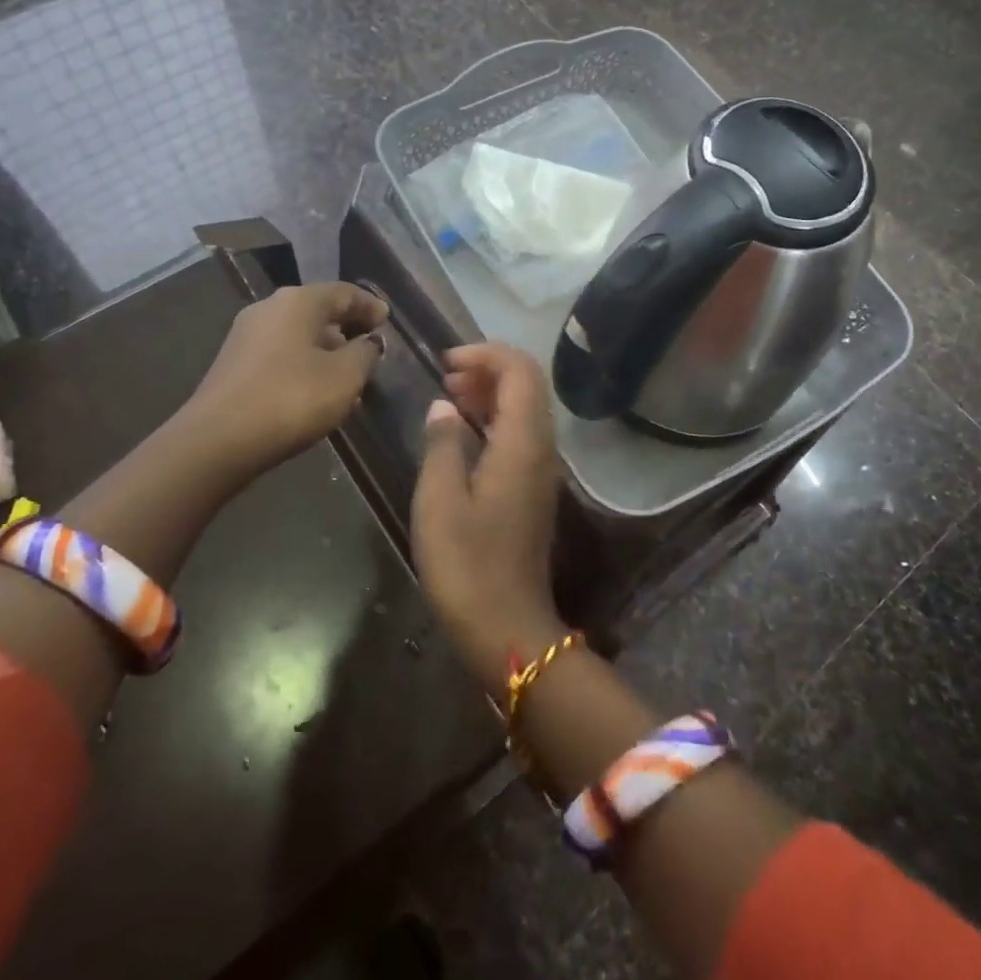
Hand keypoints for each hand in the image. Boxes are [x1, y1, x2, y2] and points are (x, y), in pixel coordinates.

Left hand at [178, 282, 387, 487]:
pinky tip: (315, 390)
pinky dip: (304, 364)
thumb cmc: (291, 398)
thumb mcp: (345, 377)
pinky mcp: (234, 365)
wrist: (217, 441)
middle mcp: (269, 308)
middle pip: (318, 311)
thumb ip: (365, 353)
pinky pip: (280, 355)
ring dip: (326, 351)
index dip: (369, 305)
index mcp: (298, 301)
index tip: (387, 321)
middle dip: (347, 328)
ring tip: (347, 377)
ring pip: (298, 335)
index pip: (343, 292)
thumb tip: (369, 342)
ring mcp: (246, 336)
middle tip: (370, 349)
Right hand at [411, 344, 565, 696]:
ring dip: (491, 392)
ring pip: (525, 408)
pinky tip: (464, 431)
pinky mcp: (533, 488)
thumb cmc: (467, 565)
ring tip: (449, 395)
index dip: (486, 353)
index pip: (520, 370)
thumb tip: (443, 407)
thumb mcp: (439, 501)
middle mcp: (541, 448)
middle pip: (528, 384)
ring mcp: (541, 469)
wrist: (507, 626)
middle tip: (445, 376)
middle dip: (488, 368)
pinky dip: (495, 417)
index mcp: (522, 443)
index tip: (447, 361)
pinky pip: (521, 433)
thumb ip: (442, 444)